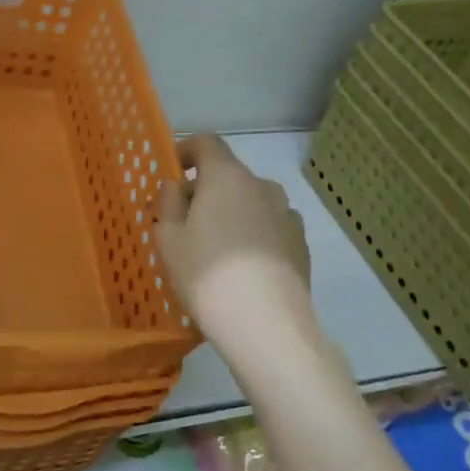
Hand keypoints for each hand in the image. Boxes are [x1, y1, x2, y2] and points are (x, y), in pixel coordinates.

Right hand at [157, 135, 324, 377]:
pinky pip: (268, 226)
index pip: (206, 143)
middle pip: (227, 174)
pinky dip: (252, 234)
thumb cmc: (207, 275)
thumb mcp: (168, 238)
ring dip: (230, 212)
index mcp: (226, 176)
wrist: (268, 328)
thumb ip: (168, 202)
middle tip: (181, 222)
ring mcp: (287, 215)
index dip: (185, 151)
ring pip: (250, 201)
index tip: (171, 174)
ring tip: (213, 247)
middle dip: (203, 190)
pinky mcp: (301, 244)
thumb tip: (176, 186)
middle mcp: (261, 186)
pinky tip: (241, 267)